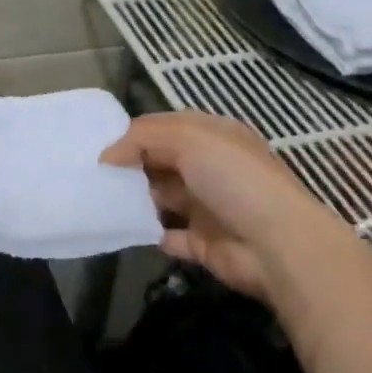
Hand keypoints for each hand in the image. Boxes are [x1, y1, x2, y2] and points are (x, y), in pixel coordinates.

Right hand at [101, 111, 351, 301]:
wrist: (278, 245)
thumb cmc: (234, 179)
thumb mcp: (189, 139)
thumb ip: (143, 138)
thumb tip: (107, 155)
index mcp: (215, 137)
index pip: (168, 128)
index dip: (136, 134)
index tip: (101, 145)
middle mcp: (212, 168)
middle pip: (163, 162)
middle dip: (132, 166)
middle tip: (93, 173)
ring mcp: (208, 207)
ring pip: (163, 198)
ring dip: (137, 199)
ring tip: (100, 199)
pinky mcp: (204, 244)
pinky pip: (169, 236)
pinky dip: (148, 233)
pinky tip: (122, 228)